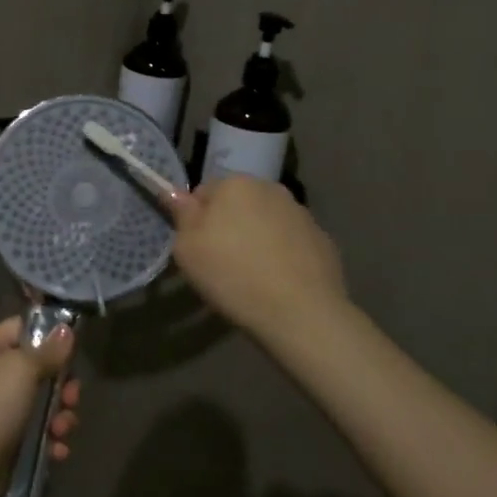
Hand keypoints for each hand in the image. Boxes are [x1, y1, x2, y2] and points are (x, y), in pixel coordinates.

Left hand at [0, 316, 79, 496]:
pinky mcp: (7, 442)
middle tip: (71, 398)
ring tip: (61, 430)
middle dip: (62, 385)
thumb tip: (66, 330)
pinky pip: (37, 434)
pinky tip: (57, 450)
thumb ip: (47, 350)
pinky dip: (50, 441)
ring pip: (42, 404)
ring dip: (60, 417)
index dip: (49, 337)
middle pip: (39, 369)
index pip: (22, 329)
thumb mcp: (21, 369)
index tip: (73, 351)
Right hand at [168, 176, 349, 344]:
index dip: (196, 219)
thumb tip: (174, 194)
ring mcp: (301, 213)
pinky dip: (282, 254)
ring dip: (256, 238)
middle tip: (221, 262)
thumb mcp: (188, 248)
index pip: (203, 192)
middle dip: (229, 224)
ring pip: (266, 221)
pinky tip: (278, 282)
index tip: (198, 247)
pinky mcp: (323, 239)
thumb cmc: (232, 275)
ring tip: (252, 275)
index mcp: (235, 184)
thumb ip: (181, 215)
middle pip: (238, 203)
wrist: (300, 312)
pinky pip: (290, 242)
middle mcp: (271, 188)